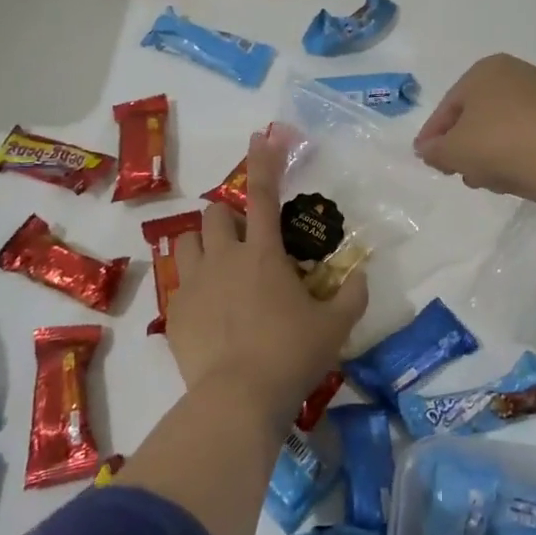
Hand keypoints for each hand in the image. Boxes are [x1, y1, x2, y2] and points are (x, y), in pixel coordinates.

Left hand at [165, 133, 368, 426]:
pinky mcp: (175, 313)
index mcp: (263, 253)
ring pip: (187, 242)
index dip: (264, 161)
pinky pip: (178, 284)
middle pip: (215, 214)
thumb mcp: (335, 326)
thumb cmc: (292, 354)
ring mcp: (193, 284)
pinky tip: (209, 312)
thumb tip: (360, 276)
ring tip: (220, 267)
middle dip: (229, 216)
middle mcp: (223, 258)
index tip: (261, 136)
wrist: (237, 399)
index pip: (261, 193)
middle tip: (247, 241)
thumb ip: (352, 296)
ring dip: (204, 244)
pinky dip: (193, 285)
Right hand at [414, 54, 535, 203]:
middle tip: (454, 171)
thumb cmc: (500, 144)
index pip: (448, 106)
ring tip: (482, 180)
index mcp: (485, 70)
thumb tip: (428, 150)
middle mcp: (516, 73)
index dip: (432, 135)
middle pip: (476, 115)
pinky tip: (509, 177)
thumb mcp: (453, 150)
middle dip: (462, 145)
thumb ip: (434, 150)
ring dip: (486, 153)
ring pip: (501, 127)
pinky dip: (513, 153)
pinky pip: (526, 135)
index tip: (425, 159)